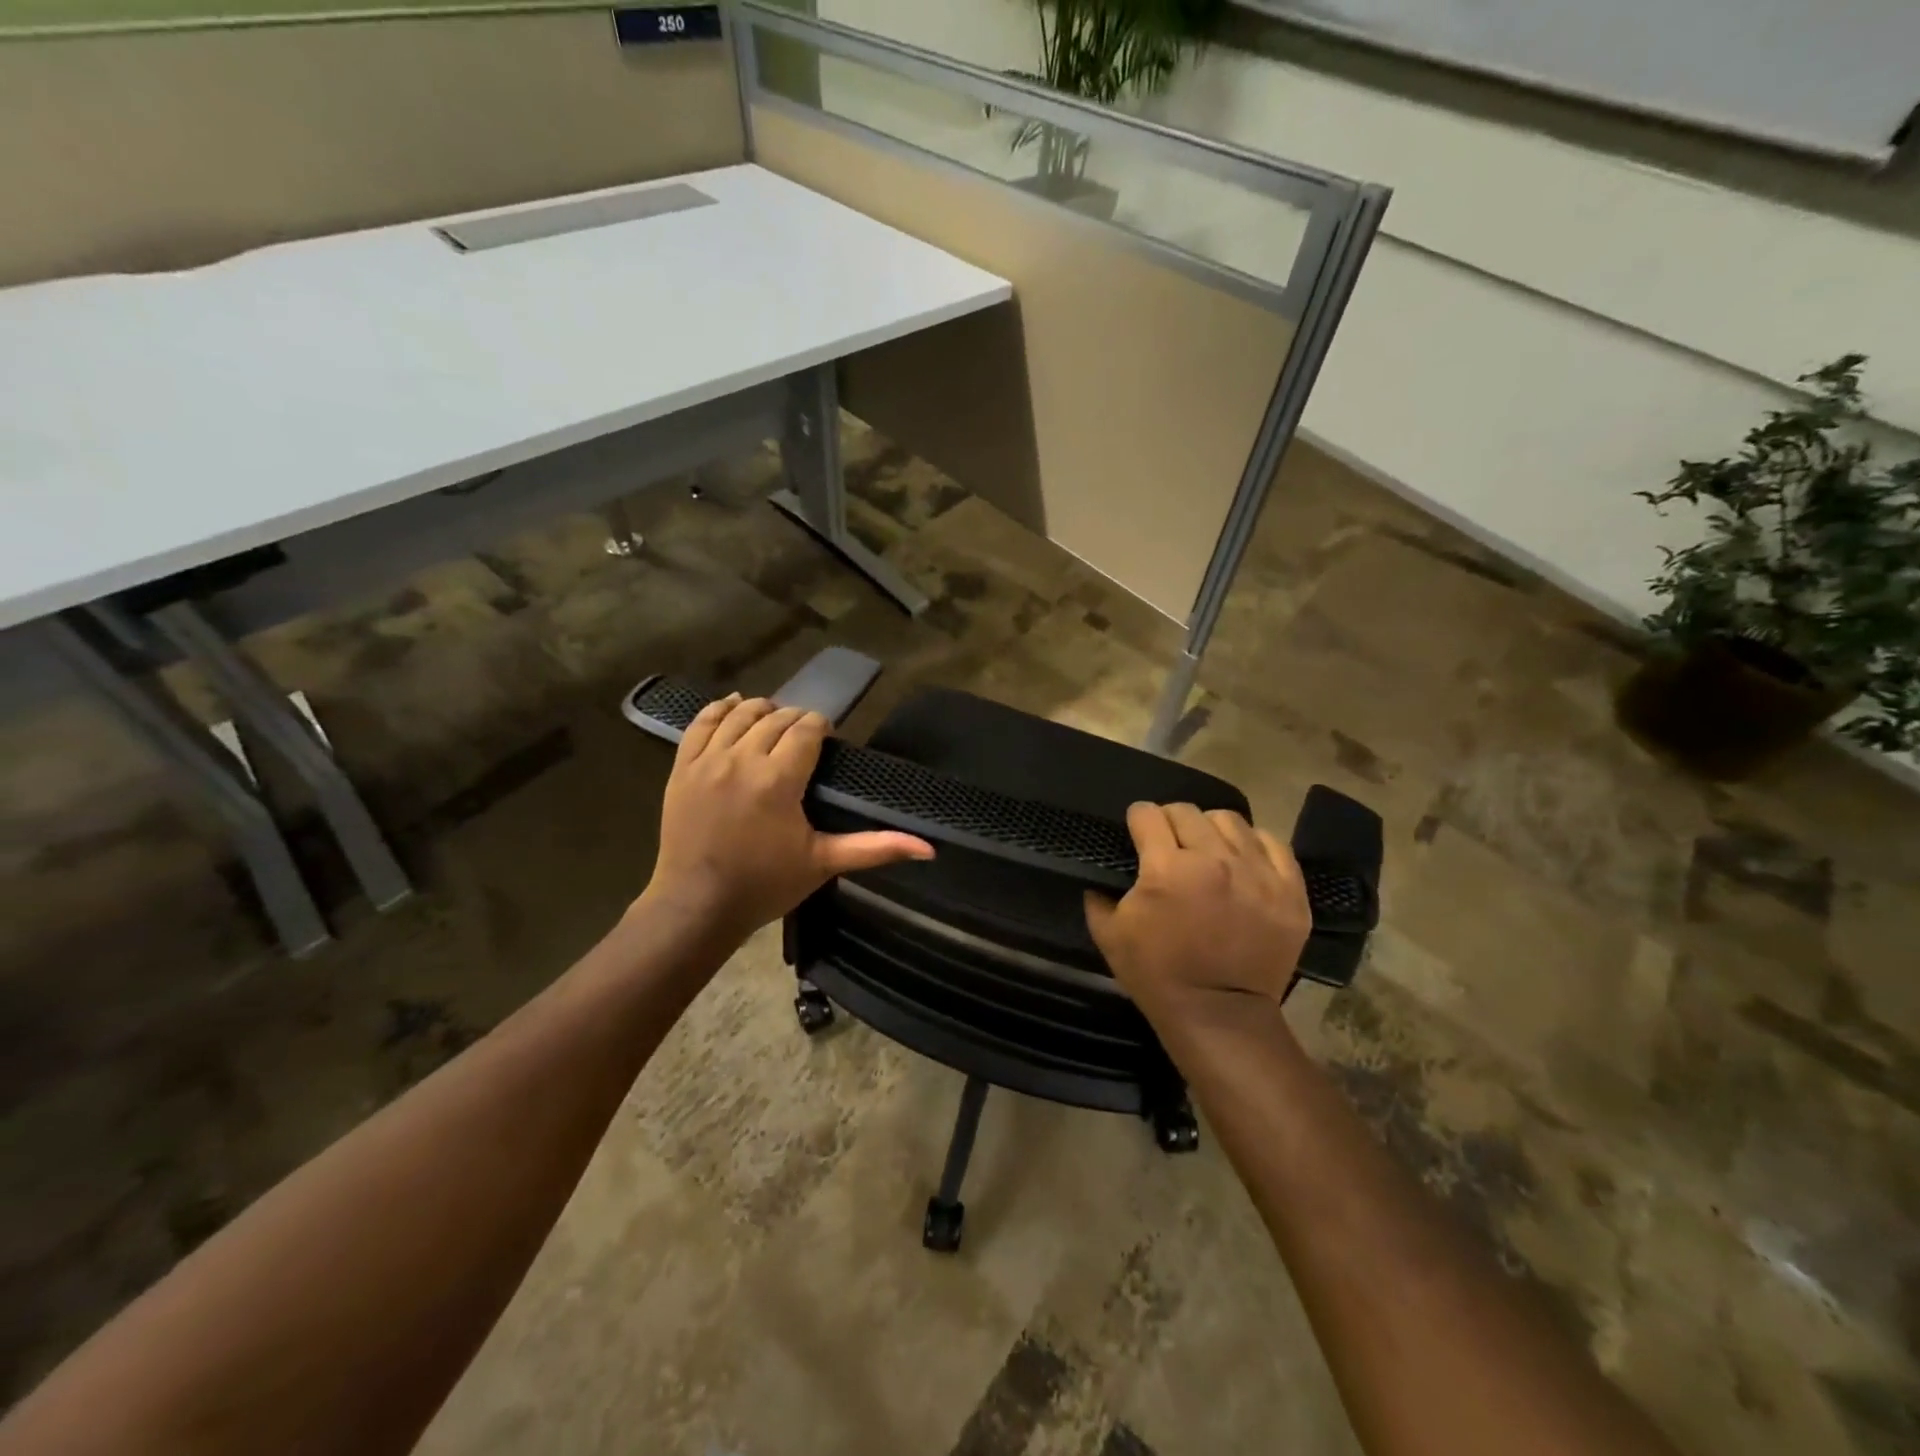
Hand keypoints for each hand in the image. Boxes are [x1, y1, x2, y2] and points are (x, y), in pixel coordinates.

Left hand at [642, 695, 933, 937]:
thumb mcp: (824, 864)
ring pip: (740, 714)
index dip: (821, 727)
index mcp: (779, 780)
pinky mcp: (682, 767)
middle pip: (777, 718)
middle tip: (806, 738)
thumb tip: (928, 848)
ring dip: (763, 710)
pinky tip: (735, 705)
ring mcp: (707, 760)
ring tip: (776, 722)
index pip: (806, 729)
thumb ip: (875, 847)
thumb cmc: (765, 885)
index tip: (827, 740)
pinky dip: (720, 708)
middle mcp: (742, 759)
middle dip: (796, 720)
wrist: (697, 906)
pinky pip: (701, 722)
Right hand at [1084, 802, 1311, 1026]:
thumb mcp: (1108, 935)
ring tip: (1208, 851)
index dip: (1137, 820)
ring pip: (1230, 821)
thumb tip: (1100, 873)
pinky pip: (1272, 844)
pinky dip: (1253, 846)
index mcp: (1166, 869)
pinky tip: (1242, 863)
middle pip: (1186, 811)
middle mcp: (1214, 860)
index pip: (1147, 813)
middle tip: (1169, 845)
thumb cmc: (1157, 975)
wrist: (1220, 1016)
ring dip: (1211, 830)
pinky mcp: (1290, 891)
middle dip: (1170, 822)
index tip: (1138, 833)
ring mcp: (1258, 874)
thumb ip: (1097, 895)